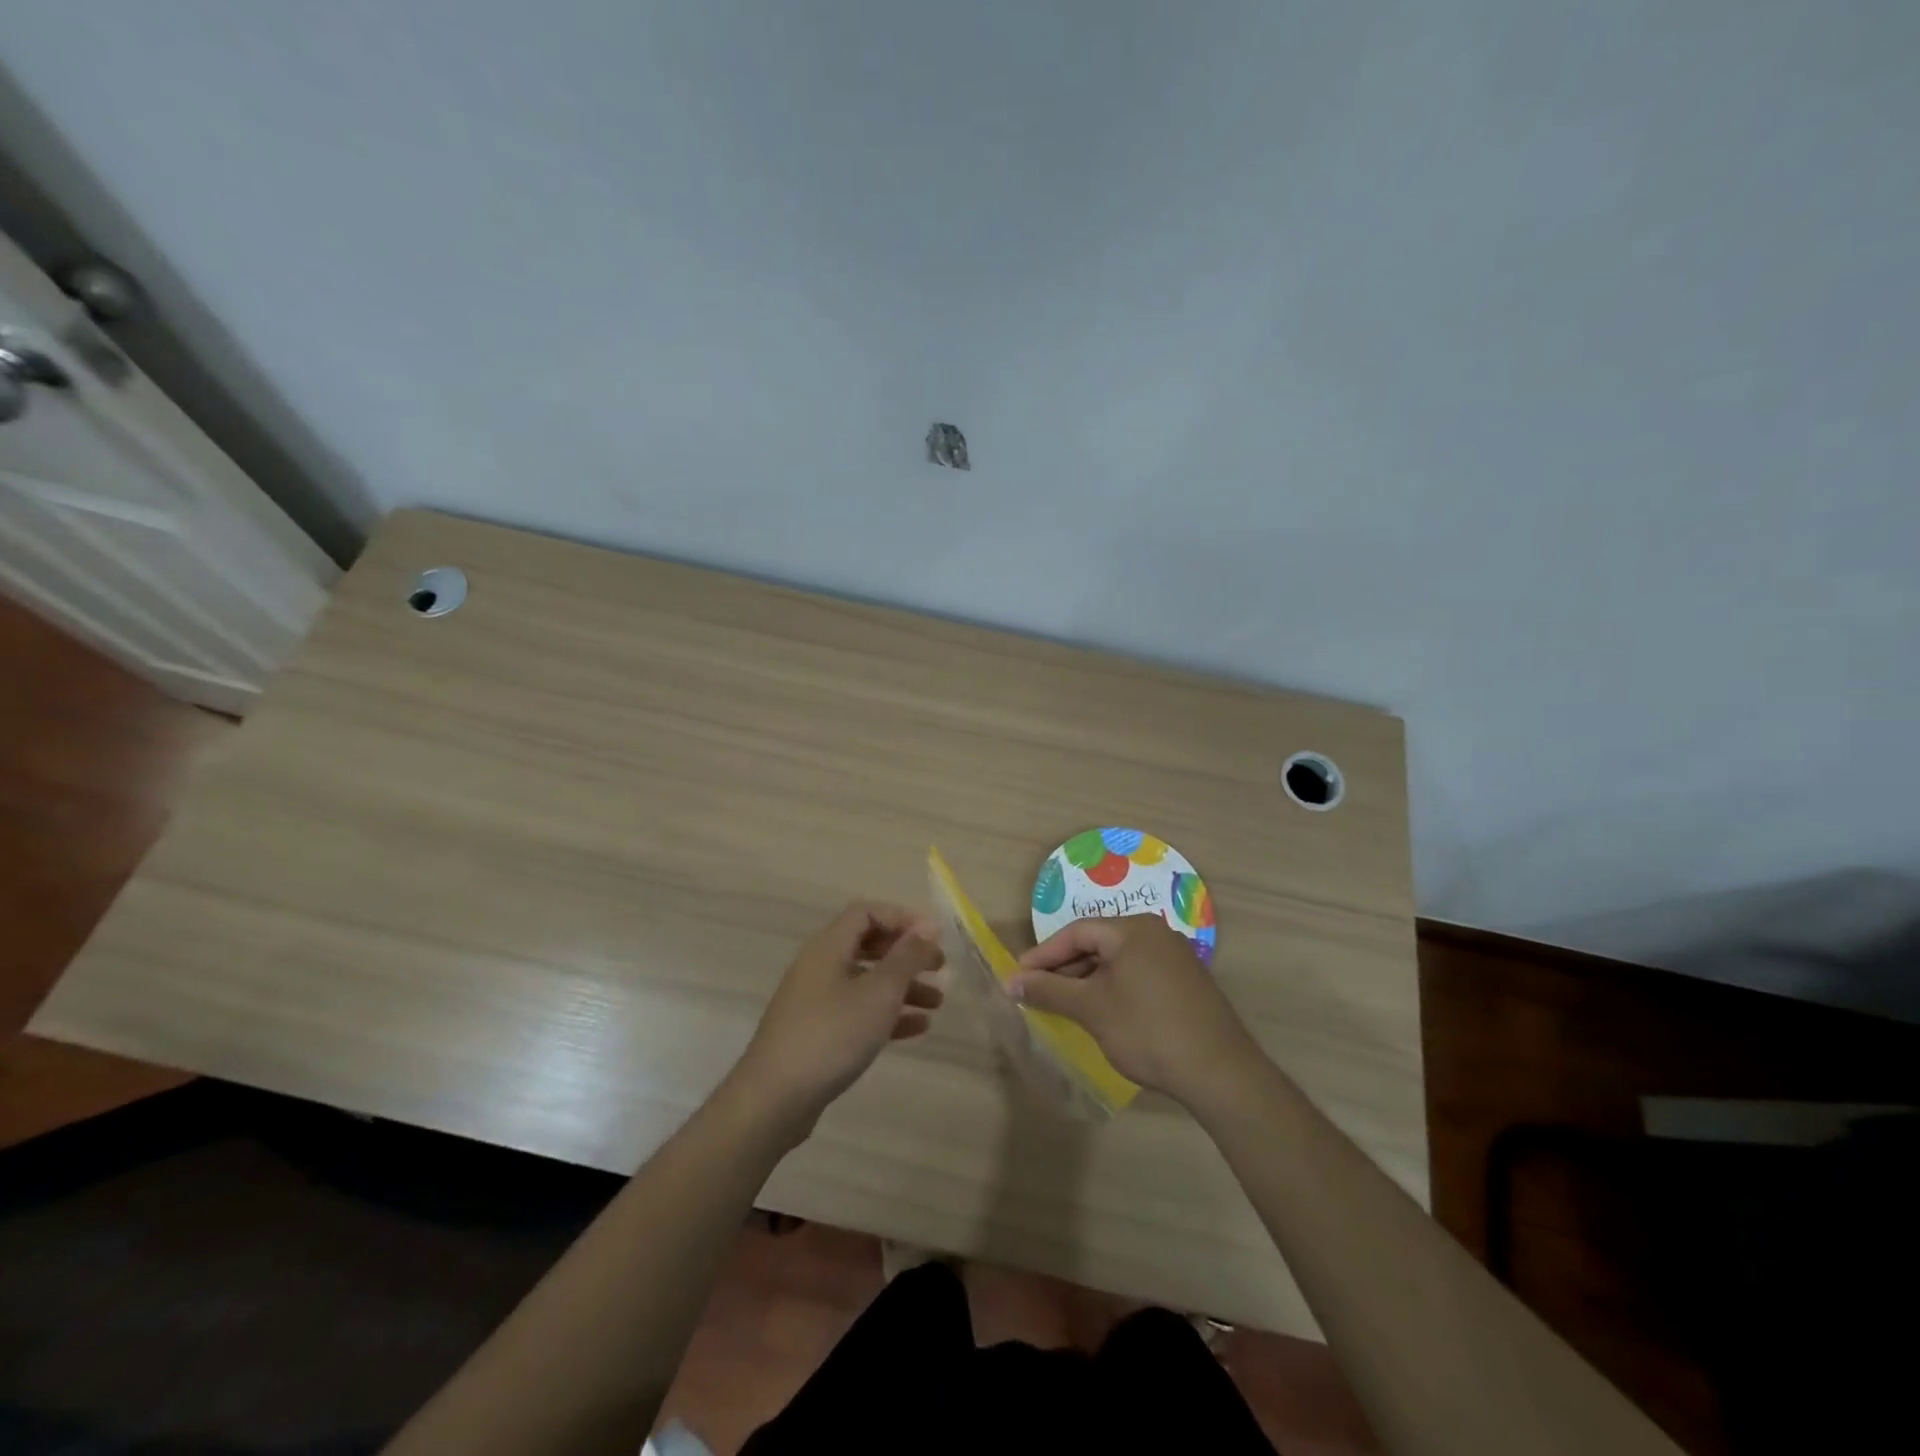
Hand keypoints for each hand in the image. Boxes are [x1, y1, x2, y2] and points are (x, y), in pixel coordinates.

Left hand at [729, 901, 944, 1138]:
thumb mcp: (879, 993)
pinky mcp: (816, 1032)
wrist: (774, 1099)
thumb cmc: (832, 1035)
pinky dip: (886, 1014)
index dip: (903, 918)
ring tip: (937, 1003)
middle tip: (939, 968)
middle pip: (868, 945)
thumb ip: (907, 957)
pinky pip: (857, 1011)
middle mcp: (819, 966)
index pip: (867, 913)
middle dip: (906, 954)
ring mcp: (815, 1000)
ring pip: (866, 981)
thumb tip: (928, 926)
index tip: (934, 937)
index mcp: (828, 947)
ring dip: (902, 987)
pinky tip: (917, 1028)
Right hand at [1009, 914, 1263, 1111]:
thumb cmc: (1147, 1030)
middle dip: (1064, 968)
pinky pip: (1137, 973)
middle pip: (1097, 943)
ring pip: (1117, 960)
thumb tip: (1011, 982)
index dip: (1043, 955)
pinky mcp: (1185, 981)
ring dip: (1087, 980)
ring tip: (1064, 1006)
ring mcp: (1174, 956)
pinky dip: (1112, 988)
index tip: (1018, 978)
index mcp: (1132, 929)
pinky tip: (1101, 1012)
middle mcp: (1155, 933)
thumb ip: (1049, 991)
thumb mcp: (1091, 1009)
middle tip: (1037, 993)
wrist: (1219, 1072)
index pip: (1076, 932)